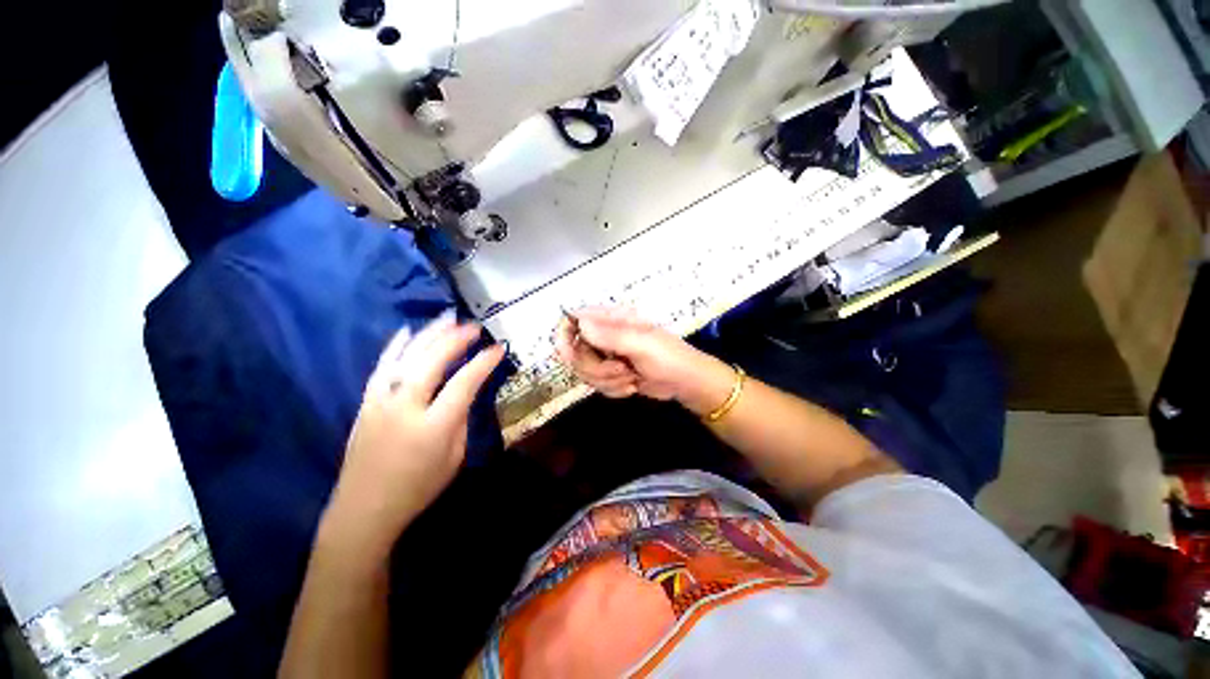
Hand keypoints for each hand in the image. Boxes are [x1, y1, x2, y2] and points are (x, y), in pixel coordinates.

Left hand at [324, 315, 504, 556]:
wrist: (364, 509)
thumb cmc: (418, 488)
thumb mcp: (455, 458)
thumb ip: (462, 420)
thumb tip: (466, 393)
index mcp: (435, 426)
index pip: (464, 383)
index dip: (483, 362)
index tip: (498, 348)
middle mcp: (406, 407)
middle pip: (433, 362)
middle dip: (456, 339)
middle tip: (474, 326)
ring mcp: (382, 402)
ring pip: (407, 358)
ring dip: (429, 335)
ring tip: (447, 318)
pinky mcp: (367, 403)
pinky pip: (382, 367)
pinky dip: (396, 346)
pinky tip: (407, 331)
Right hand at [554, 307, 733, 414]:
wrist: (685, 383)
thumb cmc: (668, 357)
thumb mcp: (641, 344)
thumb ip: (609, 334)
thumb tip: (580, 323)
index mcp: (613, 319)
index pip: (575, 318)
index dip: (565, 335)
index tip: (567, 354)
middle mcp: (606, 335)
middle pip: (576, 351)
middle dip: (596, 367)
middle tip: (620, 369)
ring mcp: (607, 355)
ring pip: (585, 371)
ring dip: (607, 380)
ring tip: (631, 377)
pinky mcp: (611, 373)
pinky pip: (596, 384)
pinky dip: (613, 389)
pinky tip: (632, 385)